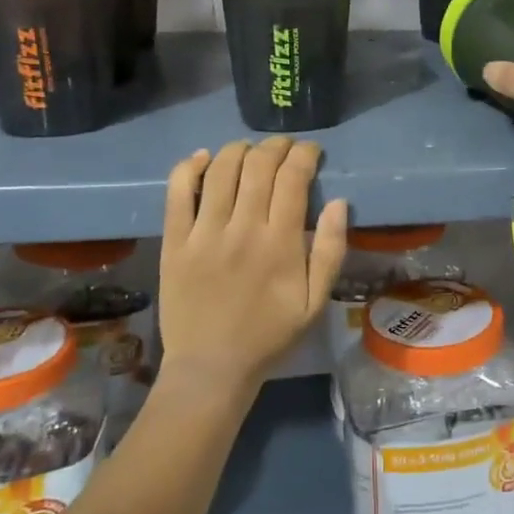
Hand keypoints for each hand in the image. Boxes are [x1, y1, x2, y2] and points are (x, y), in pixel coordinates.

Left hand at [157, 138, 348, 396]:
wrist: (211, 368)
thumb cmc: (269, 335)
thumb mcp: (315, 302)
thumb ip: (331, 251)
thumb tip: (339, 203)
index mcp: (280, 243)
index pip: (293, 178)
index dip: (304, 155)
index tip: (312, 151)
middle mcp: (242, 229)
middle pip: (258, 166)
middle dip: (276, 146)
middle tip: (285, 146)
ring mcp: (204, 233)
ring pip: (220, 170)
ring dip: (239, 149)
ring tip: (250, 149)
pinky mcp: (174, 241)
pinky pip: (178, 192)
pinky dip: (191, 167)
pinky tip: (204, 158)